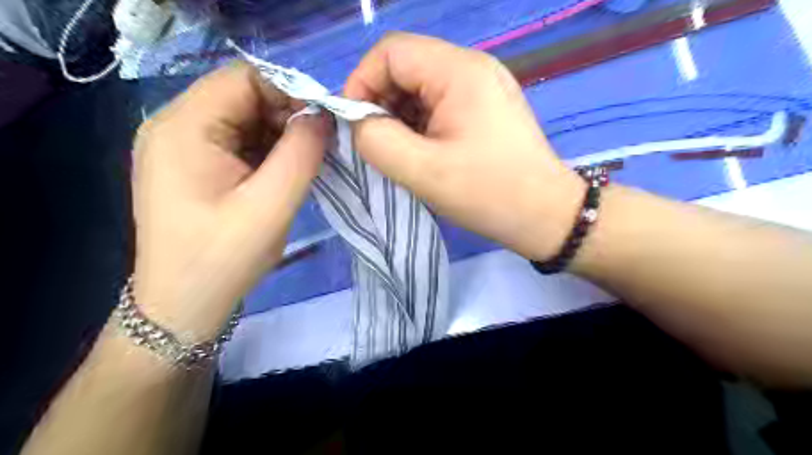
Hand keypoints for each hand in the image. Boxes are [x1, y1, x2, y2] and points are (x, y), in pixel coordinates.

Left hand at [130, 63, 325, 338]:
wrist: (183, 305)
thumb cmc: (225, 257)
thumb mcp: (273, 204)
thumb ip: (302, 152)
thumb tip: (323, 116)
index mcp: (184, 127)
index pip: (245, 77)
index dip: (290, 92)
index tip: (324, 125)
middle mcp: (174, 125)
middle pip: (243, 96)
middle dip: (287, 117)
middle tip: (318, 150)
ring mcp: (179, 146)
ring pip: (243, 119)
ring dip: (279, 136)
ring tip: (303, 166)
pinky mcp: (191, 165)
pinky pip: (237, 141)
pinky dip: (266, 151)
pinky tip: (281, 176)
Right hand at [342, 34, 583, 260]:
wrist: (545, 216)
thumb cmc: (488, 193)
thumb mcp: (422, 171)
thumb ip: (377, 140)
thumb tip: (359, 123)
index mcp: (459, 71)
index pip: (391, 52)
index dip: (362, 83)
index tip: (356, 125)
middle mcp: (473, 67)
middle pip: (406, 67)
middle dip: (382, 103)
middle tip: (379, 145)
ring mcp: (483, 86)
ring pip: (421, 87)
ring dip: (401, 116)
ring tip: (403, 153)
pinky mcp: (487, 107)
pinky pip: (440, 103)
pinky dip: (421, 124)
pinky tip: (424, 152)